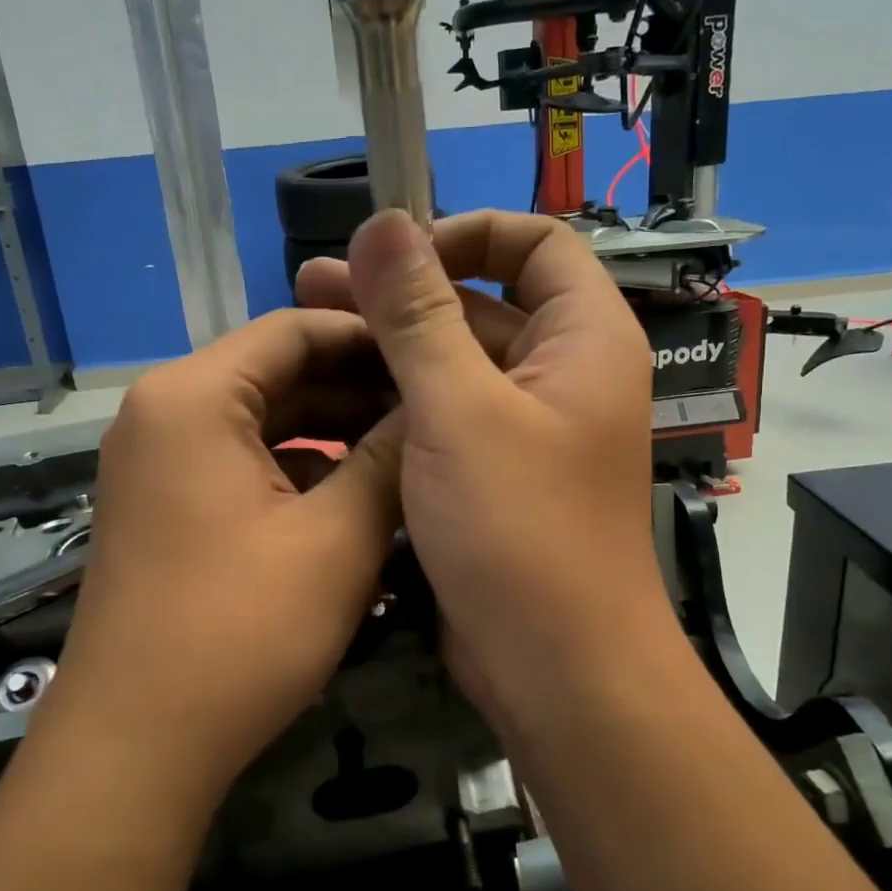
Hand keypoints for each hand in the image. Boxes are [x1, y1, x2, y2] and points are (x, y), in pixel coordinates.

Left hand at [34, 310, 400, 810]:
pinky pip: (244, 461)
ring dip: (334, 431)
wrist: (136, 748)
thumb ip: (392, 459)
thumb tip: (433, 408)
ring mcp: (159, 461)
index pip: (295, 329)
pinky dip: (300, 469)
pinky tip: (356, 495)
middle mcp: (165, 412)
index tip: (436, 360)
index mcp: (194, 396)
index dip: (372, 338)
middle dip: (358, 388)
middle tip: (433, 410)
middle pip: (278, 372)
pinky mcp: (167, 506)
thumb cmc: (241, 631)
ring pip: (264, 420)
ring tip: (407, 451)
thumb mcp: (339, 538)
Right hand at [296, 210, 671, 731]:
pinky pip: (445, 412)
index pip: (535, 243)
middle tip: (314, 282)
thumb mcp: (458, 410)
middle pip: (483, 301)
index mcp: (584, 338)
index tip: (394, 256)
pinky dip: (397, 397)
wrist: (556, 668)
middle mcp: (562, 372)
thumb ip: (417, 314)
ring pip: (456, 360)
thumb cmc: (520, 530)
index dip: (465, 234)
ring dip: (390, 342)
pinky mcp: (493, 471)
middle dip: (403, 289)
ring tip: (306, 325)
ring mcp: (526, 426)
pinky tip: (332, 393)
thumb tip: (382, 222)